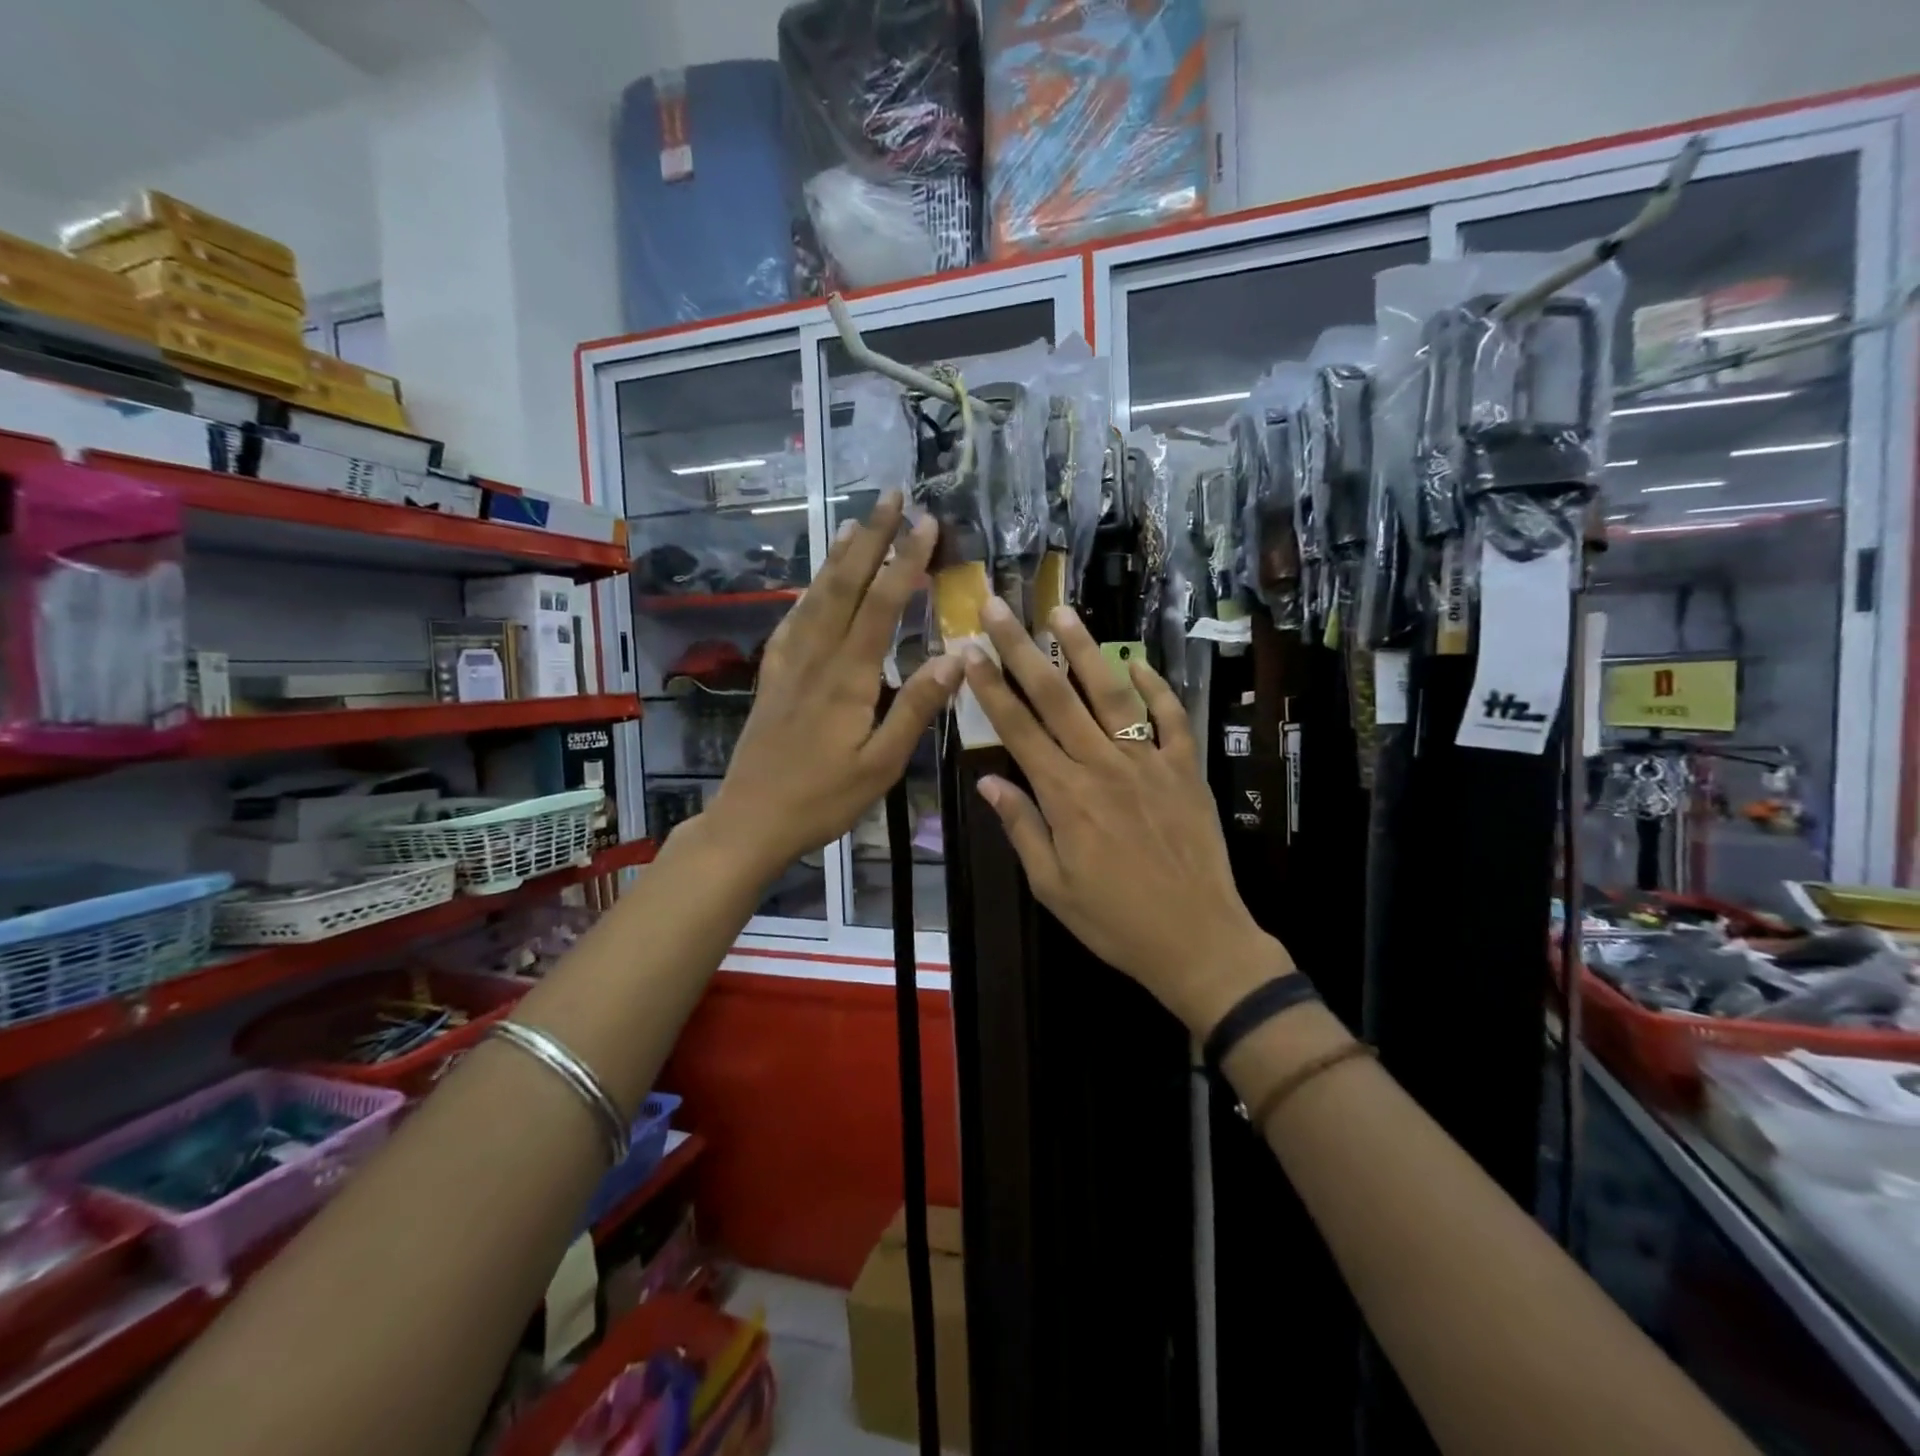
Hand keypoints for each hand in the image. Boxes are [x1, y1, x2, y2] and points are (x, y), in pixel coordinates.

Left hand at [706, 493, 962, 881]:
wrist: (751, 819)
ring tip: (856, 521)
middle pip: (844, 584)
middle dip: (870, 537)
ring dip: (839, 554)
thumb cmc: (823, 799)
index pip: (881, 605)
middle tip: (892, 495)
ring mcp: (789, 664)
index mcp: (848, 678)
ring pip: (816, 595)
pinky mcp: (772, 676)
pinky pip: (793, 620)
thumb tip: (956, 658)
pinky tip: (815, 583)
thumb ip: (916, 709)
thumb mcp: (881, 765)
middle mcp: (816, 658)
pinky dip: (809, 591)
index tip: (927, 523)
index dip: (906, 561)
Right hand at [963, 597, 1292, 1033]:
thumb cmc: (1114, 920)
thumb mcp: (1051, 886)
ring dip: (1085, 650)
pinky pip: (1170, 719)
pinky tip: (1139, 663)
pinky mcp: (1185, 769)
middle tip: (999, 607)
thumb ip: (1021, 827)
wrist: (1197, 939)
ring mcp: (1148, 763)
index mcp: (1065, 795)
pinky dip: (1156, 687)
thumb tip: (988, 780)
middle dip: (1021, 649)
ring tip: (1062, 613)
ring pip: (1111, 694)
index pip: (1018, 728)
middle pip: (1055, 697)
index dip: (990, 687)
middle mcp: (1103, 766)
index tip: (969, 650)